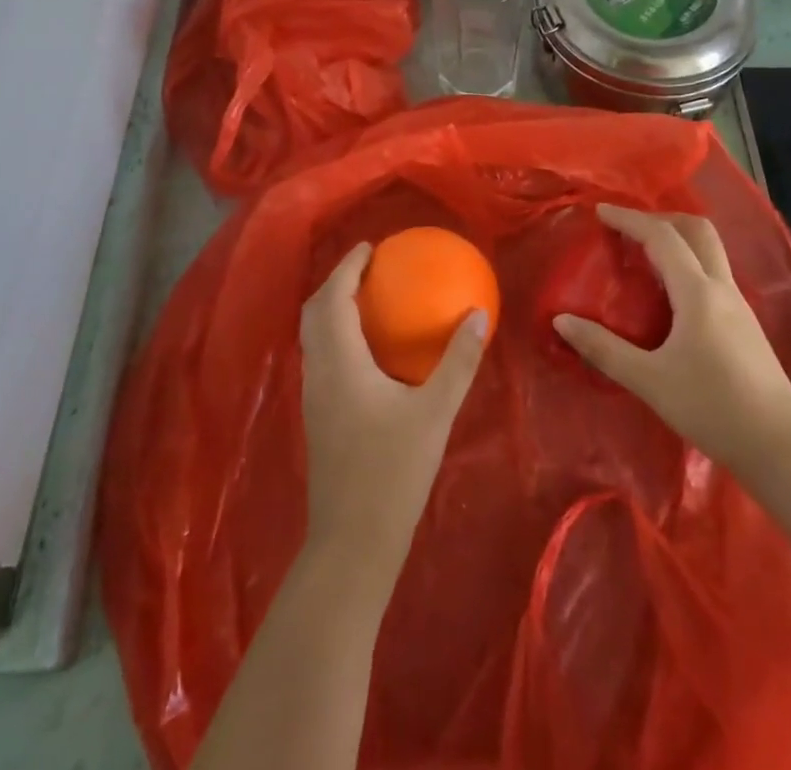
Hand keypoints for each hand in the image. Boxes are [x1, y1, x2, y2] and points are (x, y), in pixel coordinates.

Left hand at [299, 242, 489, 585]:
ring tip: (368, 299)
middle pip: (313, 312)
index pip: (333, 298)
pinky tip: (368, 349)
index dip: (347, 267)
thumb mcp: (434, 413)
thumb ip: (457, 362)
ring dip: (333, 309)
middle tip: (369, 269)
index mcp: (339, 362)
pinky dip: (336, 334)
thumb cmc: (393, 472)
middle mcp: (318, 372)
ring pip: (313, 336)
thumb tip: (477, 314)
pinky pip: (321, 356)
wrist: (352, 543)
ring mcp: (313, 397)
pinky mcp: (317, 417)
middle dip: (336, 283)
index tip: (370, 248)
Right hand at [553, 204, 790, 473]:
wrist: (782, 448)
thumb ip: (604, 349)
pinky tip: (671, 295)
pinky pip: (714, 274)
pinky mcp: (746, 325)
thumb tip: (561, 321)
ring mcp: (739, 305)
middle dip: (661, 218)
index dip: (629, 219)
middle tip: (628, 227)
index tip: (600, 211)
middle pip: (697, 230)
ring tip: (643, 255)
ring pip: (709, 251)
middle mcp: (722, 288)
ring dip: (677, 239)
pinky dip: (688, 264)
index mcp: (698, 292)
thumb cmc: (713, 408)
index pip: (661, 237)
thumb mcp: (650, 381)